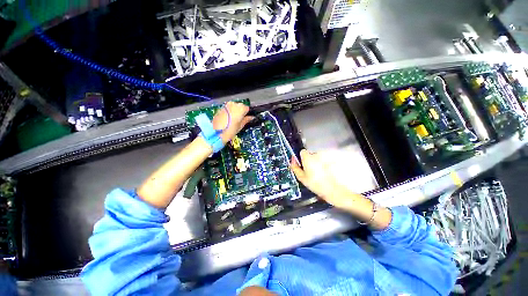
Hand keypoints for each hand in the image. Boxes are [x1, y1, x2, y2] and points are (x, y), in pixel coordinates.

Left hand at [212, 101, 252, 142]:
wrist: (215, 132)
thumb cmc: (229, 131)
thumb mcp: (240, 126)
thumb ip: (246, 120)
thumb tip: (251, 117)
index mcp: (241, 109)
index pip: (247, 108)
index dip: (247, 113)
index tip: (246, 118)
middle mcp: (234, 104)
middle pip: (240, 106)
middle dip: (241, 111)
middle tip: (240, 120)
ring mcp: (227, 105)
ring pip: (234, 106)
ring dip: (235, 111)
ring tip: (233, 120)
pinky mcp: (221, 108)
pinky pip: (228, 108)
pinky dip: (229, 112)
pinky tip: (228, 119)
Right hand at [291, 150, 359, 209]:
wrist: (334, 189)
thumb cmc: (317, 184)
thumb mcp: (301, 178)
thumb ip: (295, 167)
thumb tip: (292, 160)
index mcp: (307, 158)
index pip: (302, 152)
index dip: (302, 158)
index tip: (303, 164)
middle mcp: (317, 155)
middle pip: (311, 154)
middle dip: (310, 161)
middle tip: (311, 171)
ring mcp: (326, 157)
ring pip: (319, 158)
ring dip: (318, 163)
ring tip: (320, 174)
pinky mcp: (333, 160)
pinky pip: (326, 161)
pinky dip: (325, 165)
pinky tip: (326, 174)